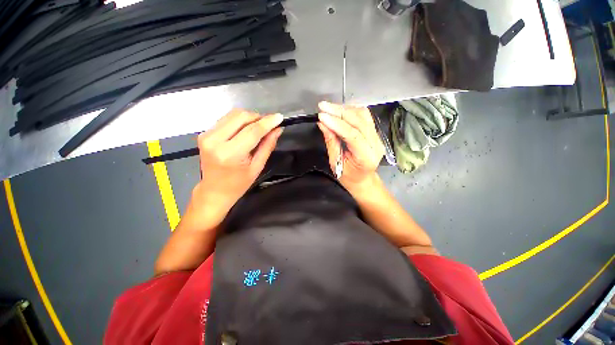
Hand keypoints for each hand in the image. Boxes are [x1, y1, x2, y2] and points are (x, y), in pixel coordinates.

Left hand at [188, 109, 282, 228]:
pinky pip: (226, 119)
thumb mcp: (257, 167)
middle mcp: (215, 141)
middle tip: (269, 125)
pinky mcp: (204, 133)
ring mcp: (207, 135)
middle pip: (241, 117)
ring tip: (259, 127)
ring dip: (249, 118)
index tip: (279, 117)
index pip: (252, 131)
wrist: (214, 191)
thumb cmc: (238, 184)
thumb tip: (277, 130)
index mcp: (230, 154)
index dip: (268, 122)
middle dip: (258, 117)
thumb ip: (267, 146)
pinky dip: (240, 121)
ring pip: (233, 114)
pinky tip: (246, 129)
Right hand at [317, 101, 383, 193]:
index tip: (321, 116)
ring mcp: (377, 137)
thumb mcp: (336, 163)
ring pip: (363, 115)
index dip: (337, 123)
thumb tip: (323, 124)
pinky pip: (364, 116)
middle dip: (339, 111)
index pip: (353, 135)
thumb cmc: (348, 177)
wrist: (363, 180)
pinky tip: (339, 110)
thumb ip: (331, 142)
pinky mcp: (375, 132)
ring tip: (329, 108)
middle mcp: (375, 144)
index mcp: (366, 157)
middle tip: (323, 106)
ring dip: (345, 109)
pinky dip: (351, 111)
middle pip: (360, 121)